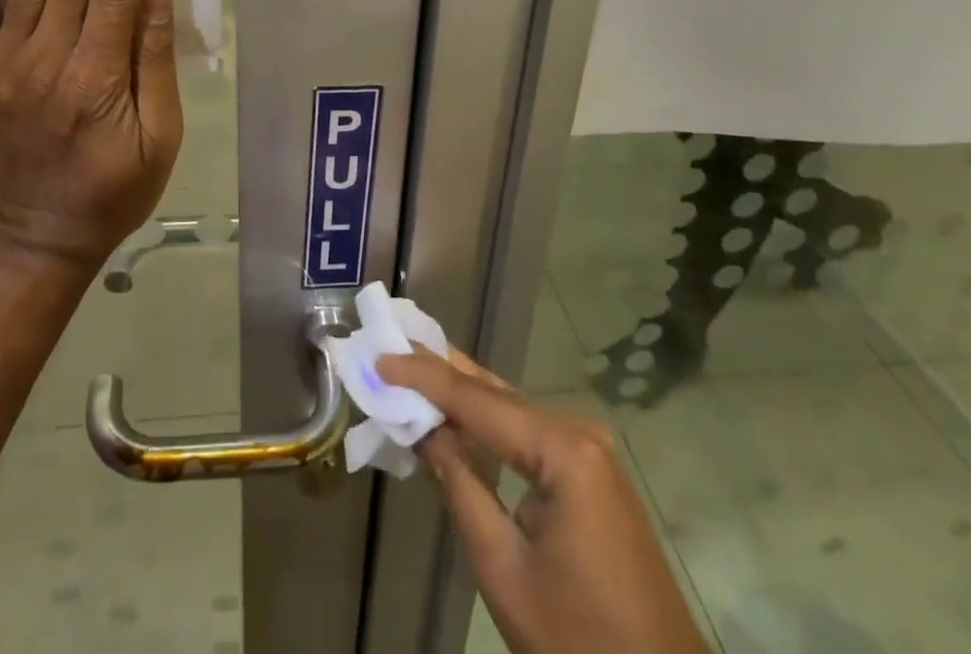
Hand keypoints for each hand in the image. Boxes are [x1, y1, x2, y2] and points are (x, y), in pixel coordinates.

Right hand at [379, 351, 707, 653]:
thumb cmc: (579, 644)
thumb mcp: (503, 567)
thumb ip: (459, 485)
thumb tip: (420, 427)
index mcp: (563, 450)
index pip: (477, 401)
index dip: (423, 377)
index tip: (379, 357)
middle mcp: (579, 433)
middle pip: (495, 394)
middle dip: (440, 371)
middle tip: (392, 346)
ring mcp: (589, 453)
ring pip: (511, 410)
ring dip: (461, 393)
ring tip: (412, 366)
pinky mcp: (591, 475)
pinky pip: (528, 434)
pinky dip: (487, 422)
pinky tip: (457, 412)